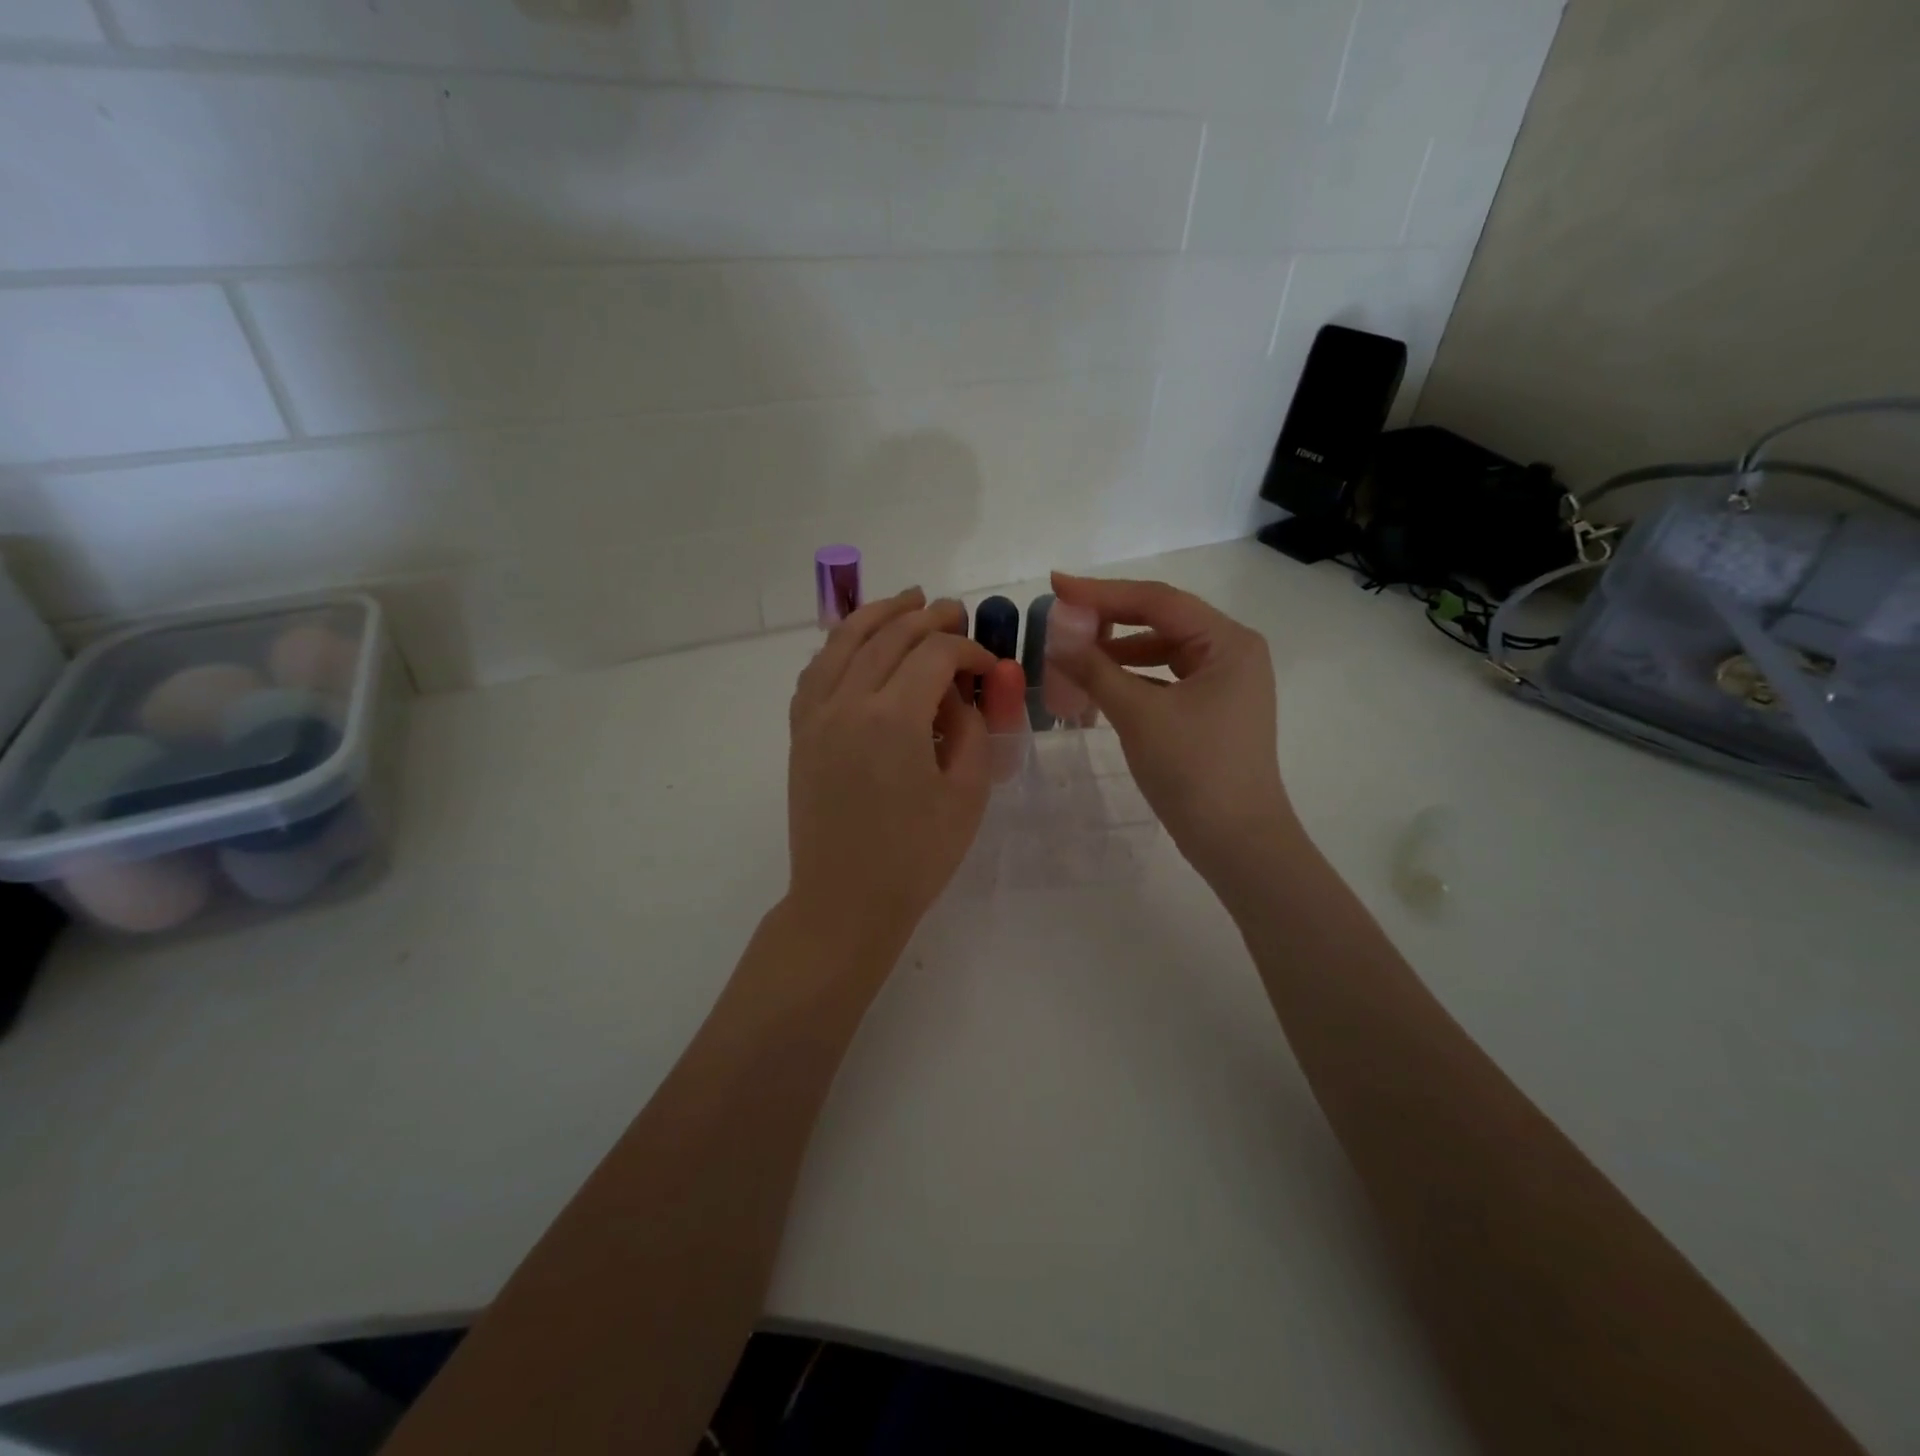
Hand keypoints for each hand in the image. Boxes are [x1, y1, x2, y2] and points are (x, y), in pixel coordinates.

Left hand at [786, 589, 996, 963]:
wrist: (844, 901)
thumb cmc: (915, 857)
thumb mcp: (966, 795)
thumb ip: (970, 730)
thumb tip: (959, 695)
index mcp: (894, 718)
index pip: (934, 653)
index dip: (968, 649)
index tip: (988, 665)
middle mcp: (848, 702)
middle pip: (889, 635)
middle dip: (927, 617)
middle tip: (955, 612)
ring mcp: (816, 715)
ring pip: (843, 641)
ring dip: (878, 613)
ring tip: (905, 599)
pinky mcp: (800, 733)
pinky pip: (816, 670)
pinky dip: (839, 646)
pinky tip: (856, 644)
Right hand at [1046, 573, 1296, 878]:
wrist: (1237, 842)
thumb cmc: (1194, 771)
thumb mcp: (1139, 715)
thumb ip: (1096, 670)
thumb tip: (1056, 637)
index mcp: (1228, 642)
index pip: (1158, 600)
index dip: (1102, 592)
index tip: (1056, 584)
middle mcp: (1232, 653)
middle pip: (1162, 621)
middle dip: (1110, 619)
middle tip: (1061, 618)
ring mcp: (1224, 683)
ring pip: (1162, 651)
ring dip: (1118, 651)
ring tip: (1072, 654)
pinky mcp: (1212, 710)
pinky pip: (1165, 679)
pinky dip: (1132, 678)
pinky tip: (1099, 684)